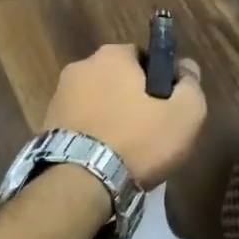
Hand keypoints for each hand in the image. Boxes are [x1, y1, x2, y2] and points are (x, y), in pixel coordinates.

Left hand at [43, 44, 206, 188]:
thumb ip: (191, 85)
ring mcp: (59, 95)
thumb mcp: (185, 114)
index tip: (167, 106)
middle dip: (131, 98)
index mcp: (112, 55)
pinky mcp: (47, 125)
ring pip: (97, 101)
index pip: (144, 57)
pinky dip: (92, 135)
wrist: (80, 183)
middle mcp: (81, 66)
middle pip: (117, 78)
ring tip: (124, 150)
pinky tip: (102, 158)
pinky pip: (80, 123)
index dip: (159, 80)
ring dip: (109, 117)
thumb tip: (187, 68)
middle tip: (148, 130)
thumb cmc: (137, 140)